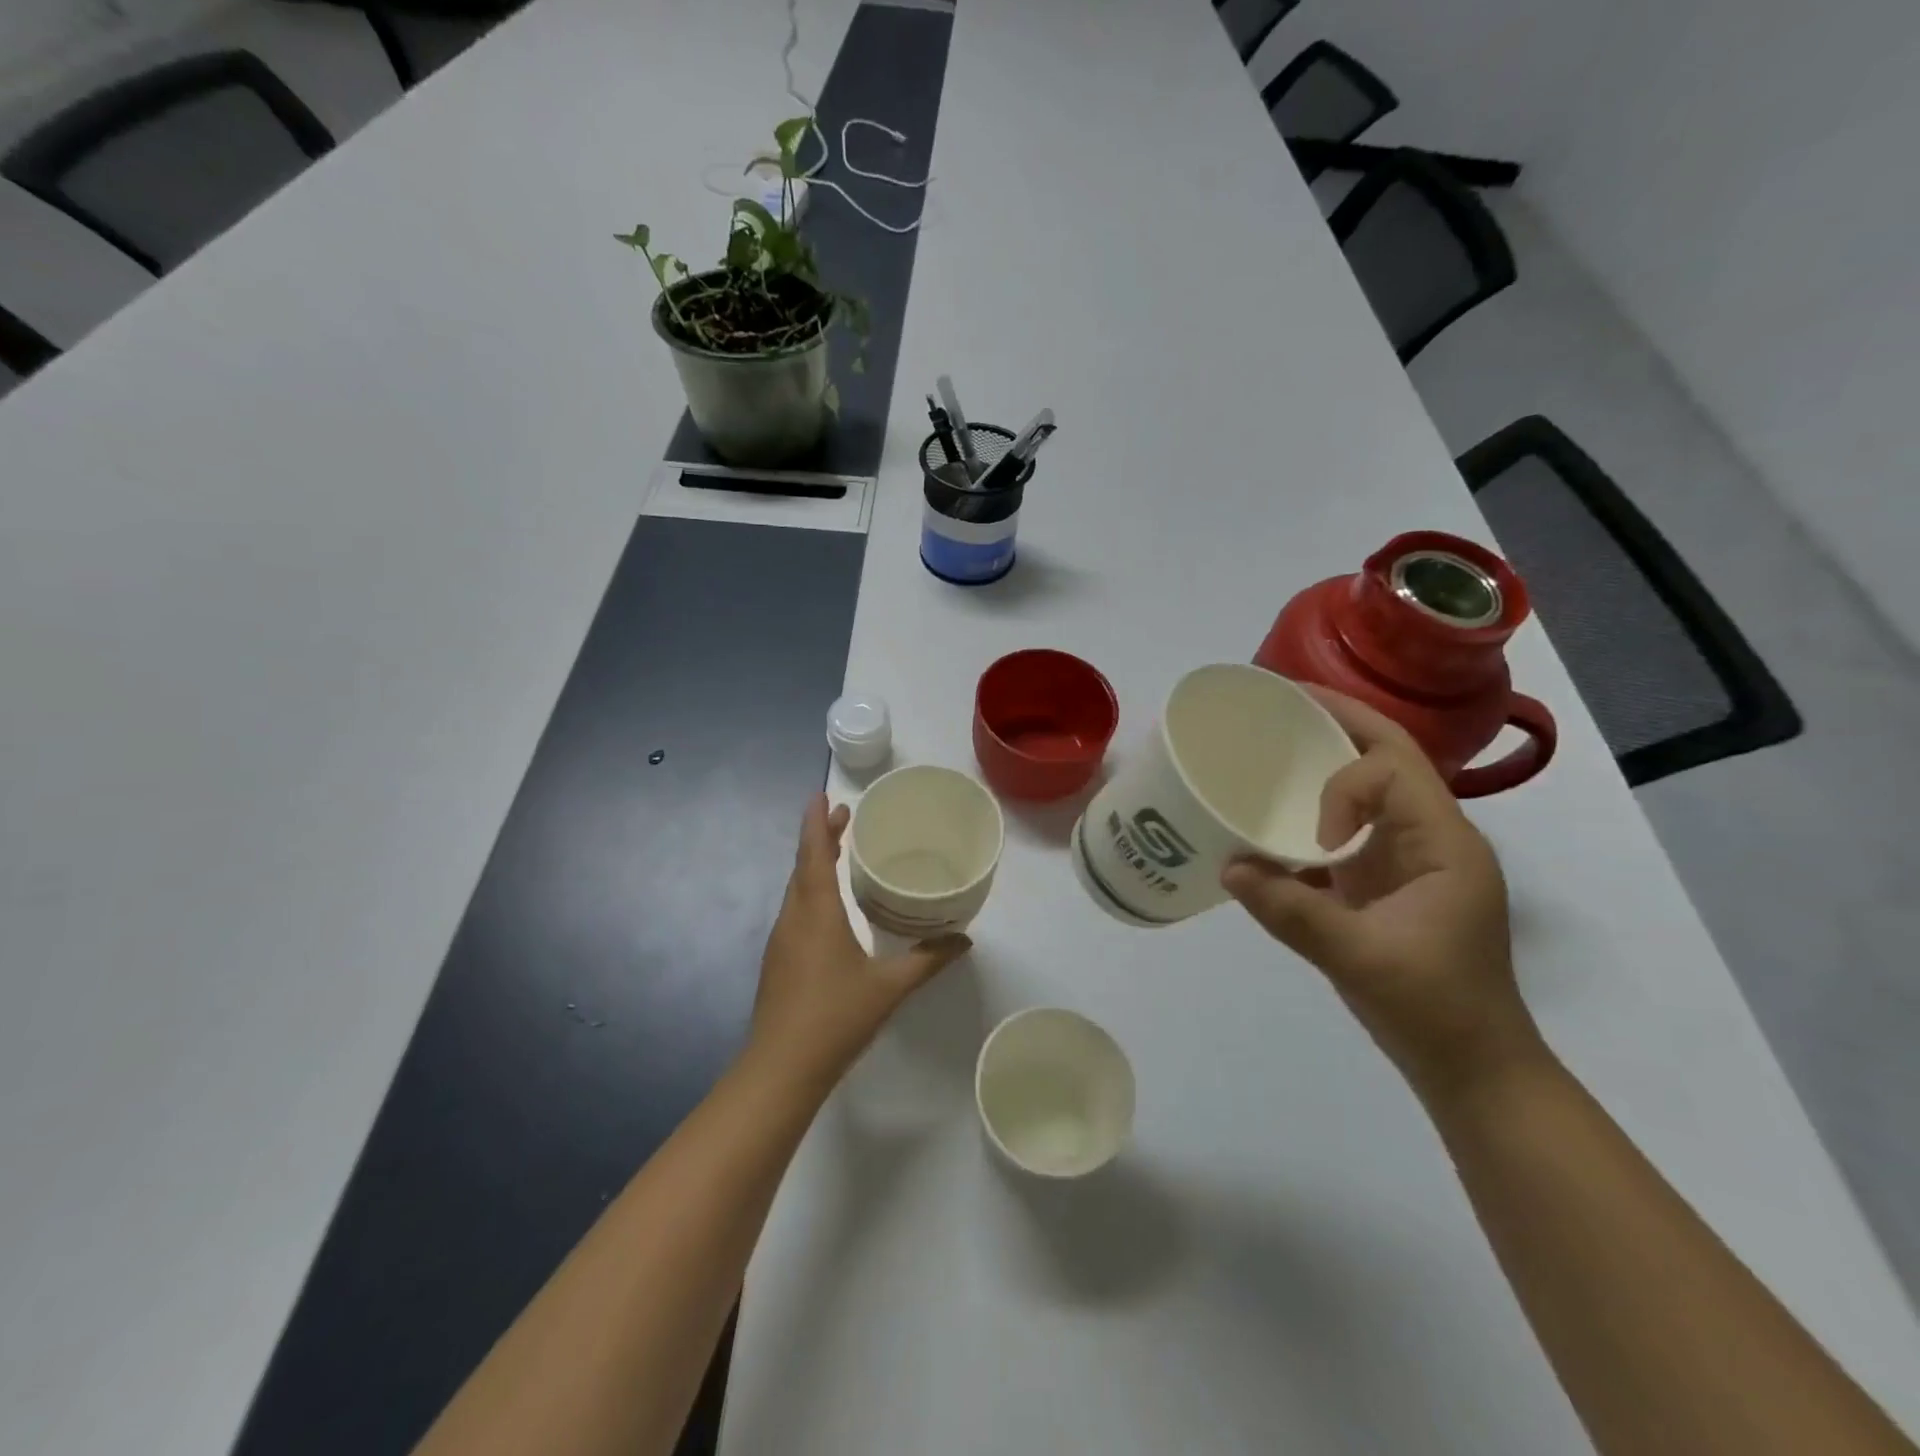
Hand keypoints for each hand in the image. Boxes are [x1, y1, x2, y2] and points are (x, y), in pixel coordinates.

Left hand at [749, 794, 971, 1091]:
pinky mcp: (778, 962)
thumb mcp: (890, 987)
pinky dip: (810, 892)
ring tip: (837, 852)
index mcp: (817, 913)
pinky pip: (795, 911)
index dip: (816, 822)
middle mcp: (794, 918)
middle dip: (820, 838)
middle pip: (803, 866)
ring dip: (813, 865)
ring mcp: (781, 942)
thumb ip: (928, 959)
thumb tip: (964, 939)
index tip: (822, 796)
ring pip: (796, 890)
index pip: (813, 854)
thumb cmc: (836, 1018)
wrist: (780, 1069)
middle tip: (844, 817)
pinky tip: (829, 908)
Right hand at [1221, 687, 1543, 1099]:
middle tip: (1279, 699)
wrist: (1473, 1068)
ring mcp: (1409, 859)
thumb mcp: (1360, 961)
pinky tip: (1272, 818)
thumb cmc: (1434, 1010)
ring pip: (1368, 787)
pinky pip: (1348, 828)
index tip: (1318, 839)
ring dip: (1324, 760)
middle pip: (1388, 757)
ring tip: (1272, 741)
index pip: (1395, 771)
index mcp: (1444, 844)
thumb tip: (1226, 866)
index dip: (1345, 785)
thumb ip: (1292, 912)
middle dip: (1337, 721)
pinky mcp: (1386, 883)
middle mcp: (1431, 838)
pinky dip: (1312, 811)